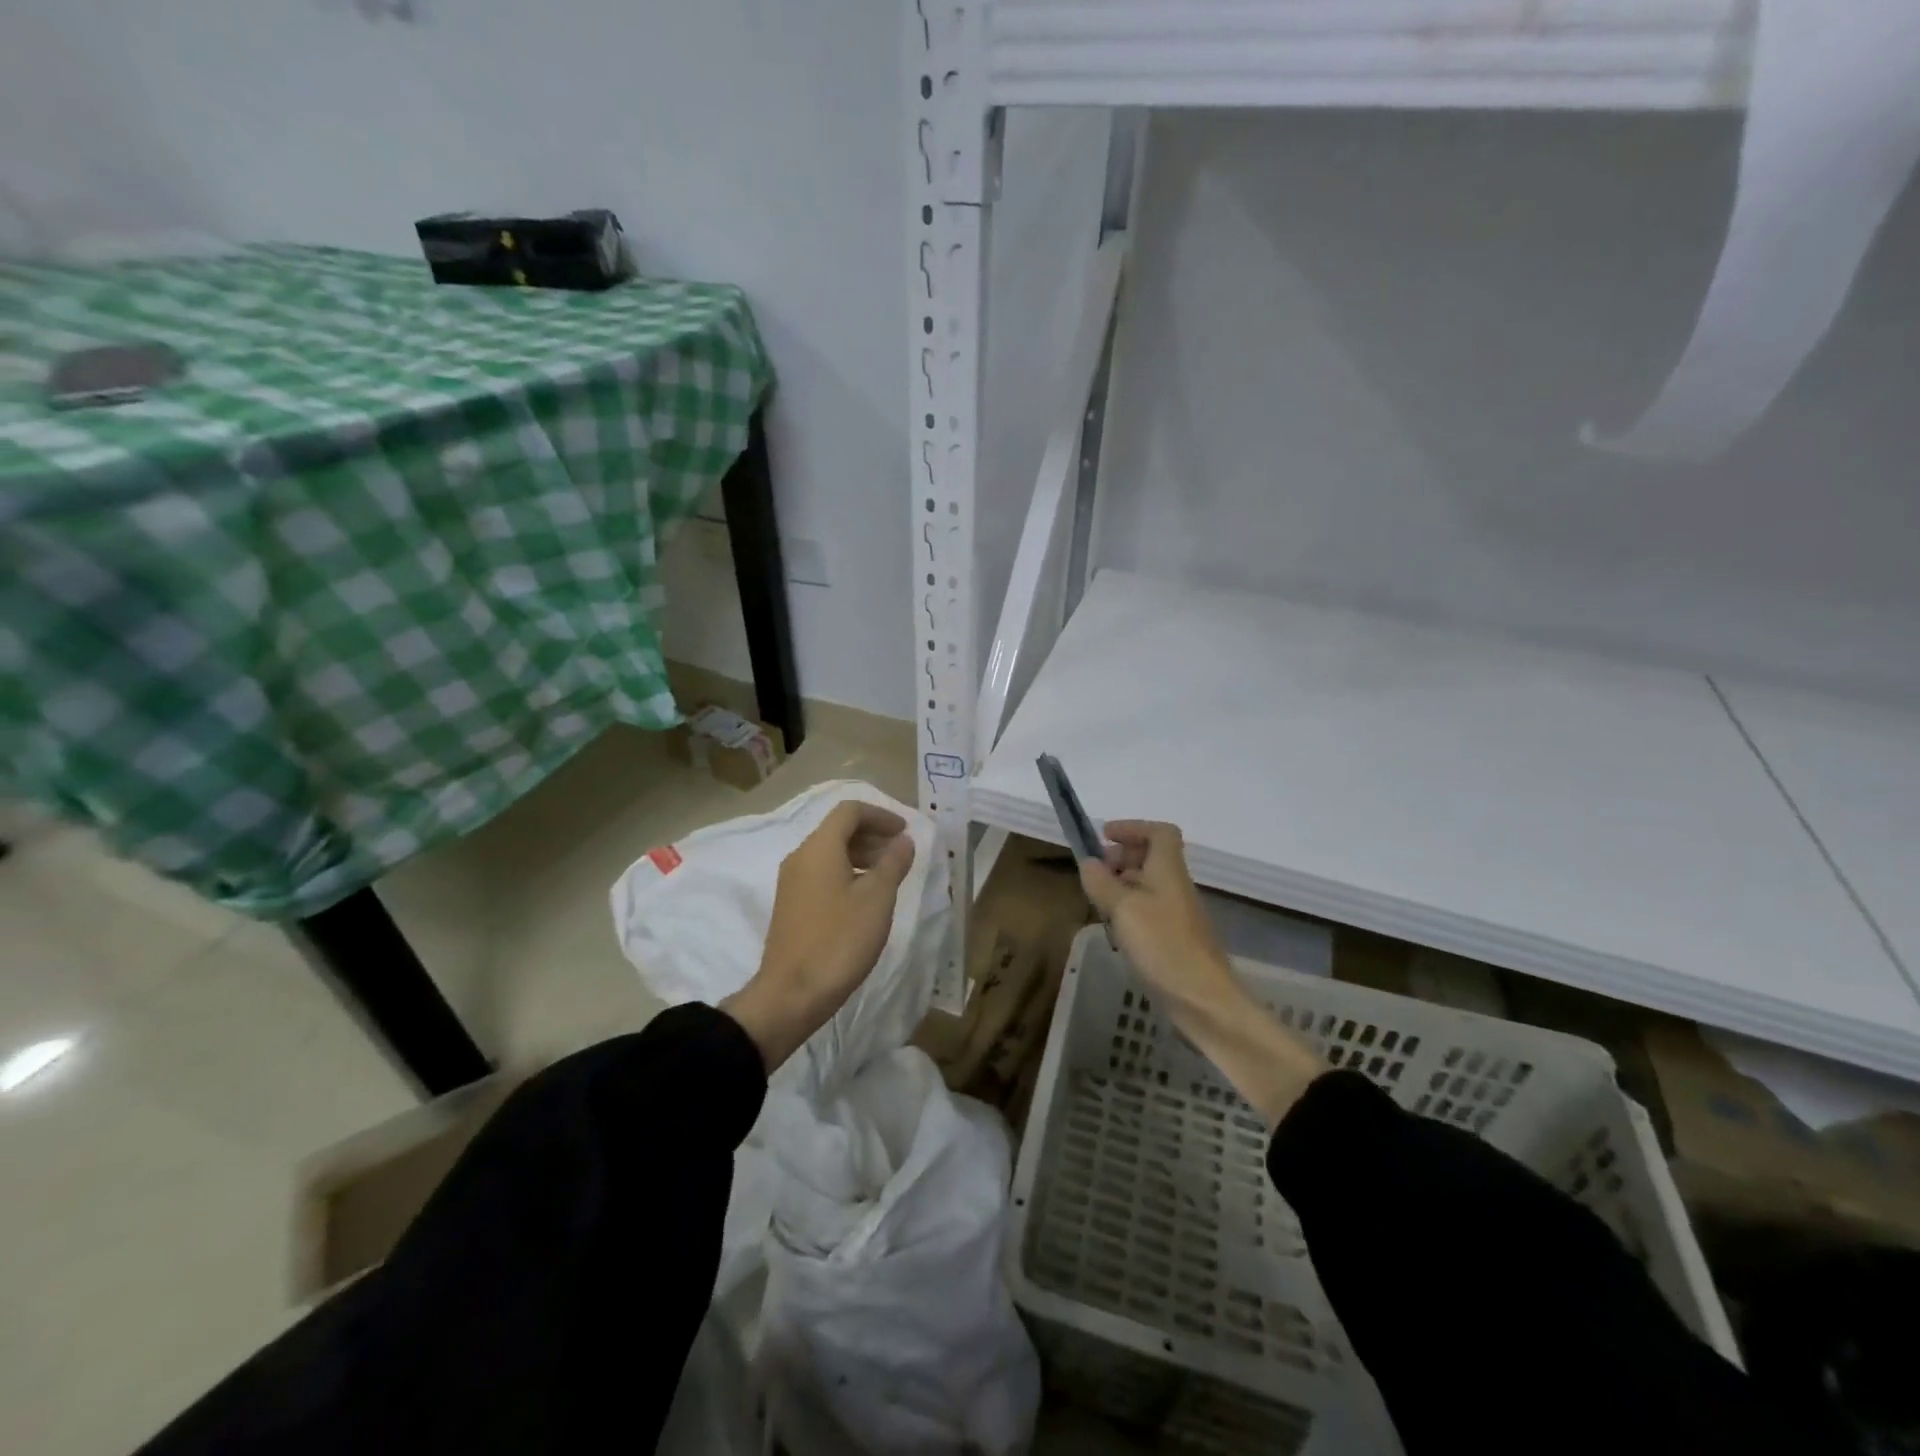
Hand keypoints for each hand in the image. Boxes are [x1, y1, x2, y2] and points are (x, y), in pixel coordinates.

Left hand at [721, 801, 915, 1070]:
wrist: (792, 994)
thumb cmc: (839, 940)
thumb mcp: (877, 899)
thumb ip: (893, 863)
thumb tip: (903, 840)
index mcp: (819, 848)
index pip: (850, 811)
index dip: (881, 815)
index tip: (905, 832)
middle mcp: (800, 857)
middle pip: (838, 830)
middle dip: (872, 835)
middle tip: (901, 854)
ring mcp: (791, 882)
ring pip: (829, 853)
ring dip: (861, 855)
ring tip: (888, 877)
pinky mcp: (791, 905)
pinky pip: (821, 874)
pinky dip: (846, 873)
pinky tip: (865, 899)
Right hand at [1078, 820, 1237, 1008]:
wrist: (1203, 999)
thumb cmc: (1163, 944)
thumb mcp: (1123, 909)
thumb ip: (1102, 882)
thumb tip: (1088, 862)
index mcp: (1168, 870)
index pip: (1160, 832)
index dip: (1133, 828)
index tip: (1104, 836)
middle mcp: (1175, 885)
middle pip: (1152, 857)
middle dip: (1121, 857)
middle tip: (1095, 871)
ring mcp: (1176, 913)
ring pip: (1148, 884)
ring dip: (1122, 884)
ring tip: (1098, 900)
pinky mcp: (1173, 938)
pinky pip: (1148, 909)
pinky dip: (1128, 909)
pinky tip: (1114, 929)